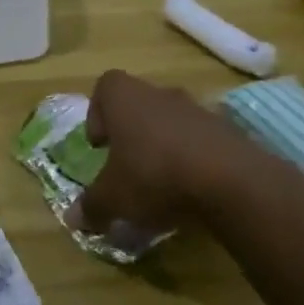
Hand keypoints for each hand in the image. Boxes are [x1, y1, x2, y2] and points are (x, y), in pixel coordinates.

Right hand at [74, 69, 260, 239]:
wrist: (230, 180)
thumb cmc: (154, 175)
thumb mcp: (113, 198)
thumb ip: (91, 206)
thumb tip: (73, 218)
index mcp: (126, 98)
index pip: (105, 86)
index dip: (98, 112)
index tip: (100, 145)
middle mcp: (160, 94)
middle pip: (139, 104)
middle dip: (131, 134)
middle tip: (127, 167)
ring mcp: (197, 109)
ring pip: (170, 122)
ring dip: (162, 146)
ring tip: (160, 184)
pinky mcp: (226, 130)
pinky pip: (199, 140)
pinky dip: (191, 159)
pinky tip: (190, 190)